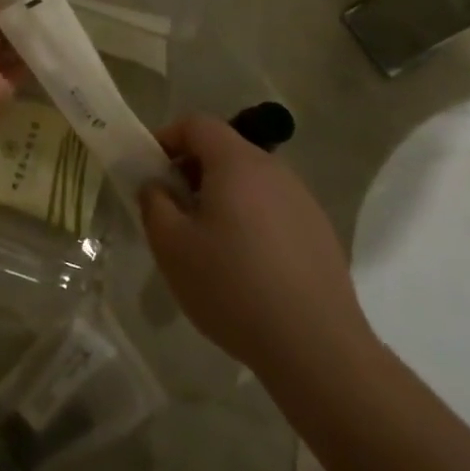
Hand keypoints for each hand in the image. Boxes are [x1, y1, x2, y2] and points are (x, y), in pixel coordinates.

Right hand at [140, 116, 371, 377]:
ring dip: (221, 196)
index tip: (150, 170)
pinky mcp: (319, 232)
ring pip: (250, 181)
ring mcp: (303, 200)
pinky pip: (272, 208)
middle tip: (172, 209)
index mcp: (237, 163)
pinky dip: (249, 219)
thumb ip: (154, 203)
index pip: (197, 124)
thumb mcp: (172, 246)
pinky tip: (244, 265)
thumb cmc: (232, 287)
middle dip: (191, 170)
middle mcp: (275, 170)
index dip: (167, 137)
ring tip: (205, 241)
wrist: (316, 347)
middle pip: (225, 150)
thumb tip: (157, 185)